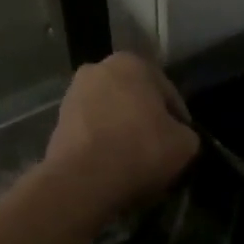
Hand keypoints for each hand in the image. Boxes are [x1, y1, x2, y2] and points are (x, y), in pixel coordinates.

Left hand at [44, 53, 198, 213]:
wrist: (84, 180)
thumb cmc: (140, 149)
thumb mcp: (185, 144)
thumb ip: (186, 133)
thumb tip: (178, 137)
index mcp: (132, 63)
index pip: (167, 92)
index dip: (178, 119)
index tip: (182, 141)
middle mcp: (98, 68)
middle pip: (134, 98)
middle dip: (145, 119)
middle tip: (159, 148)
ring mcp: (73, 95)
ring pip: (110, 114)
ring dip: (121, 131)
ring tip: (134, 160)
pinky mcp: (57, 122)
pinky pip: (91, 132)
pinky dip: (101, 143)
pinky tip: (112, 166)